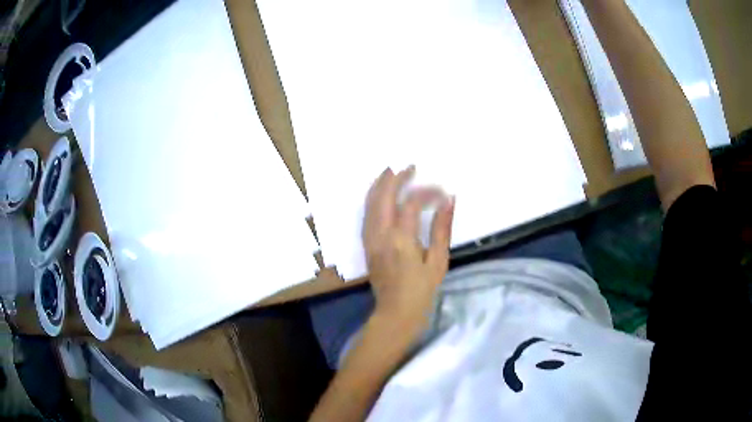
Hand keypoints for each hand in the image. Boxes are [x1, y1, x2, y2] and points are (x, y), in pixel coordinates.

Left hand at [362, 166, 454, 332]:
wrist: (396, 312)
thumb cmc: (421, 290)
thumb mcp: (438, 260)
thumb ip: (442, 228)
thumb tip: (449, 200)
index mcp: (401, 239)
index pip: (412, 203)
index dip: (428, 192)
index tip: (442, 193)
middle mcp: (381, 234)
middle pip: (384, 196)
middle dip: (396, 178)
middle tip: (409, 167)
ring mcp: (370, 238)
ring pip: (370, 203)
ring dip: (380, 185)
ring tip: (392, 172)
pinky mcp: (366, 244)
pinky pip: (367, 214)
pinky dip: (373, 198)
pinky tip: (381, 193)